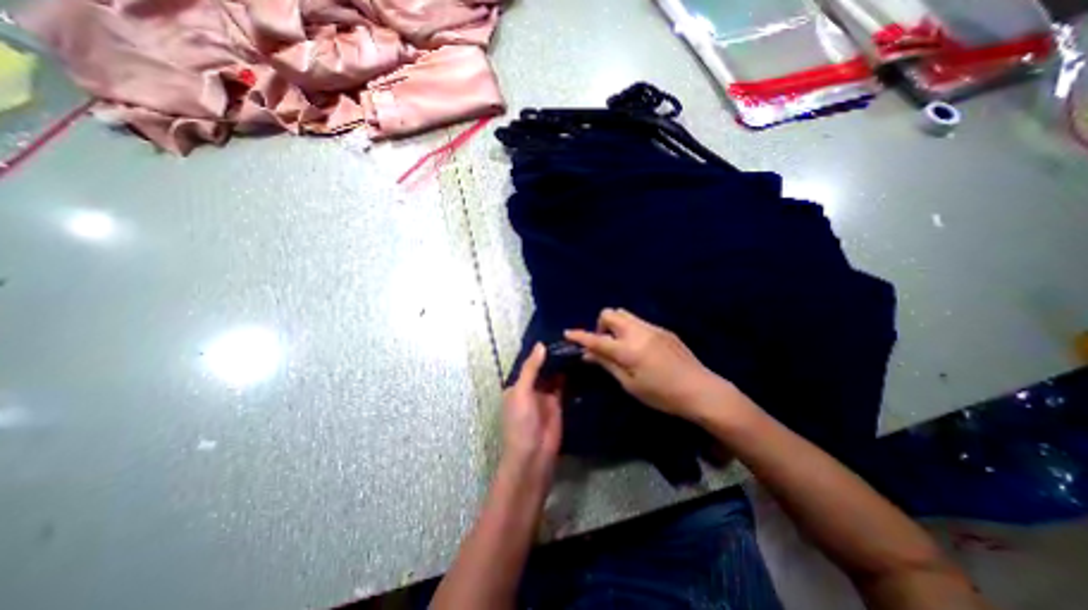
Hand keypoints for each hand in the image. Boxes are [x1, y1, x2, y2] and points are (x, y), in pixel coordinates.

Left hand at [504, 345, 564, 479]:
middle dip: (553, 355)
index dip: (539, 351)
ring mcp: (545, 396)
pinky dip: (570, 376)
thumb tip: (541, 345)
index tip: (554, 334)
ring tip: (577, 346)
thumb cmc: (521, 422)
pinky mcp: (559, 404)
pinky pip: (564, 386)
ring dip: (562, 364)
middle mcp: (531, 387)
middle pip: (543, 368)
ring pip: (554, 375)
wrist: (534, 455)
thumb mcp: (521, 392)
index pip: (529, 363)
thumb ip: (531, 369)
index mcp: (517, 384)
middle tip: (570, 338)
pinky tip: (579, 364)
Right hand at [565, 307, 743, 420]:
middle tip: (605, 345)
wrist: (701, 390)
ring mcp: (652, 328)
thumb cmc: (662, 394)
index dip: (580, 336)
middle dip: (601, 325)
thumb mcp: (630, 384)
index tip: (568, 333)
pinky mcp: (663, 330)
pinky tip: (639, 348)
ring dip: (615, 325)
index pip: (597, 339)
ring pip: (625, 314)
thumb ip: (607, 365)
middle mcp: (638, 332)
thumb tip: (587, 354)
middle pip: (610, 313)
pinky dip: (629, 329)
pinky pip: (639, 321)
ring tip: (620, 345)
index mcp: (628, 349)